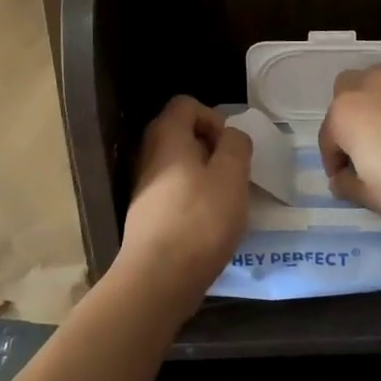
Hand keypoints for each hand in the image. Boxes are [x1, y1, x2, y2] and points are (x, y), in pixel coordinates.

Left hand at [116, 96, 253, 313]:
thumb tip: (230, 137)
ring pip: (179, 164)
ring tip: (224, 201)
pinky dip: (193, 198)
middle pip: (181, 133)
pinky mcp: (146, 214)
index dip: (213, 117)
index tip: (229, 147)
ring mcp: (144, 185)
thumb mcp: (231, 174)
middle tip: (232, 173)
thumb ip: (236, 145)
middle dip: (212, 148)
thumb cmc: (199, 219)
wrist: (158, 277)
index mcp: (167, 136)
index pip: (186, 103)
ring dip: (205, 175)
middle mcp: (149, 154)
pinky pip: (174, 191)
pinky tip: (208, 224)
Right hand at [319, 65, 380, 232]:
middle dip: (352, 114)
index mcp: (347, 113)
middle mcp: (373, 83)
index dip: (335, 160)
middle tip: (370, 144)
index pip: (329, 136)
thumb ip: (348, 185)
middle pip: (348, 91)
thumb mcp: (374, 199)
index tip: (347, 179)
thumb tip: (342, 178)